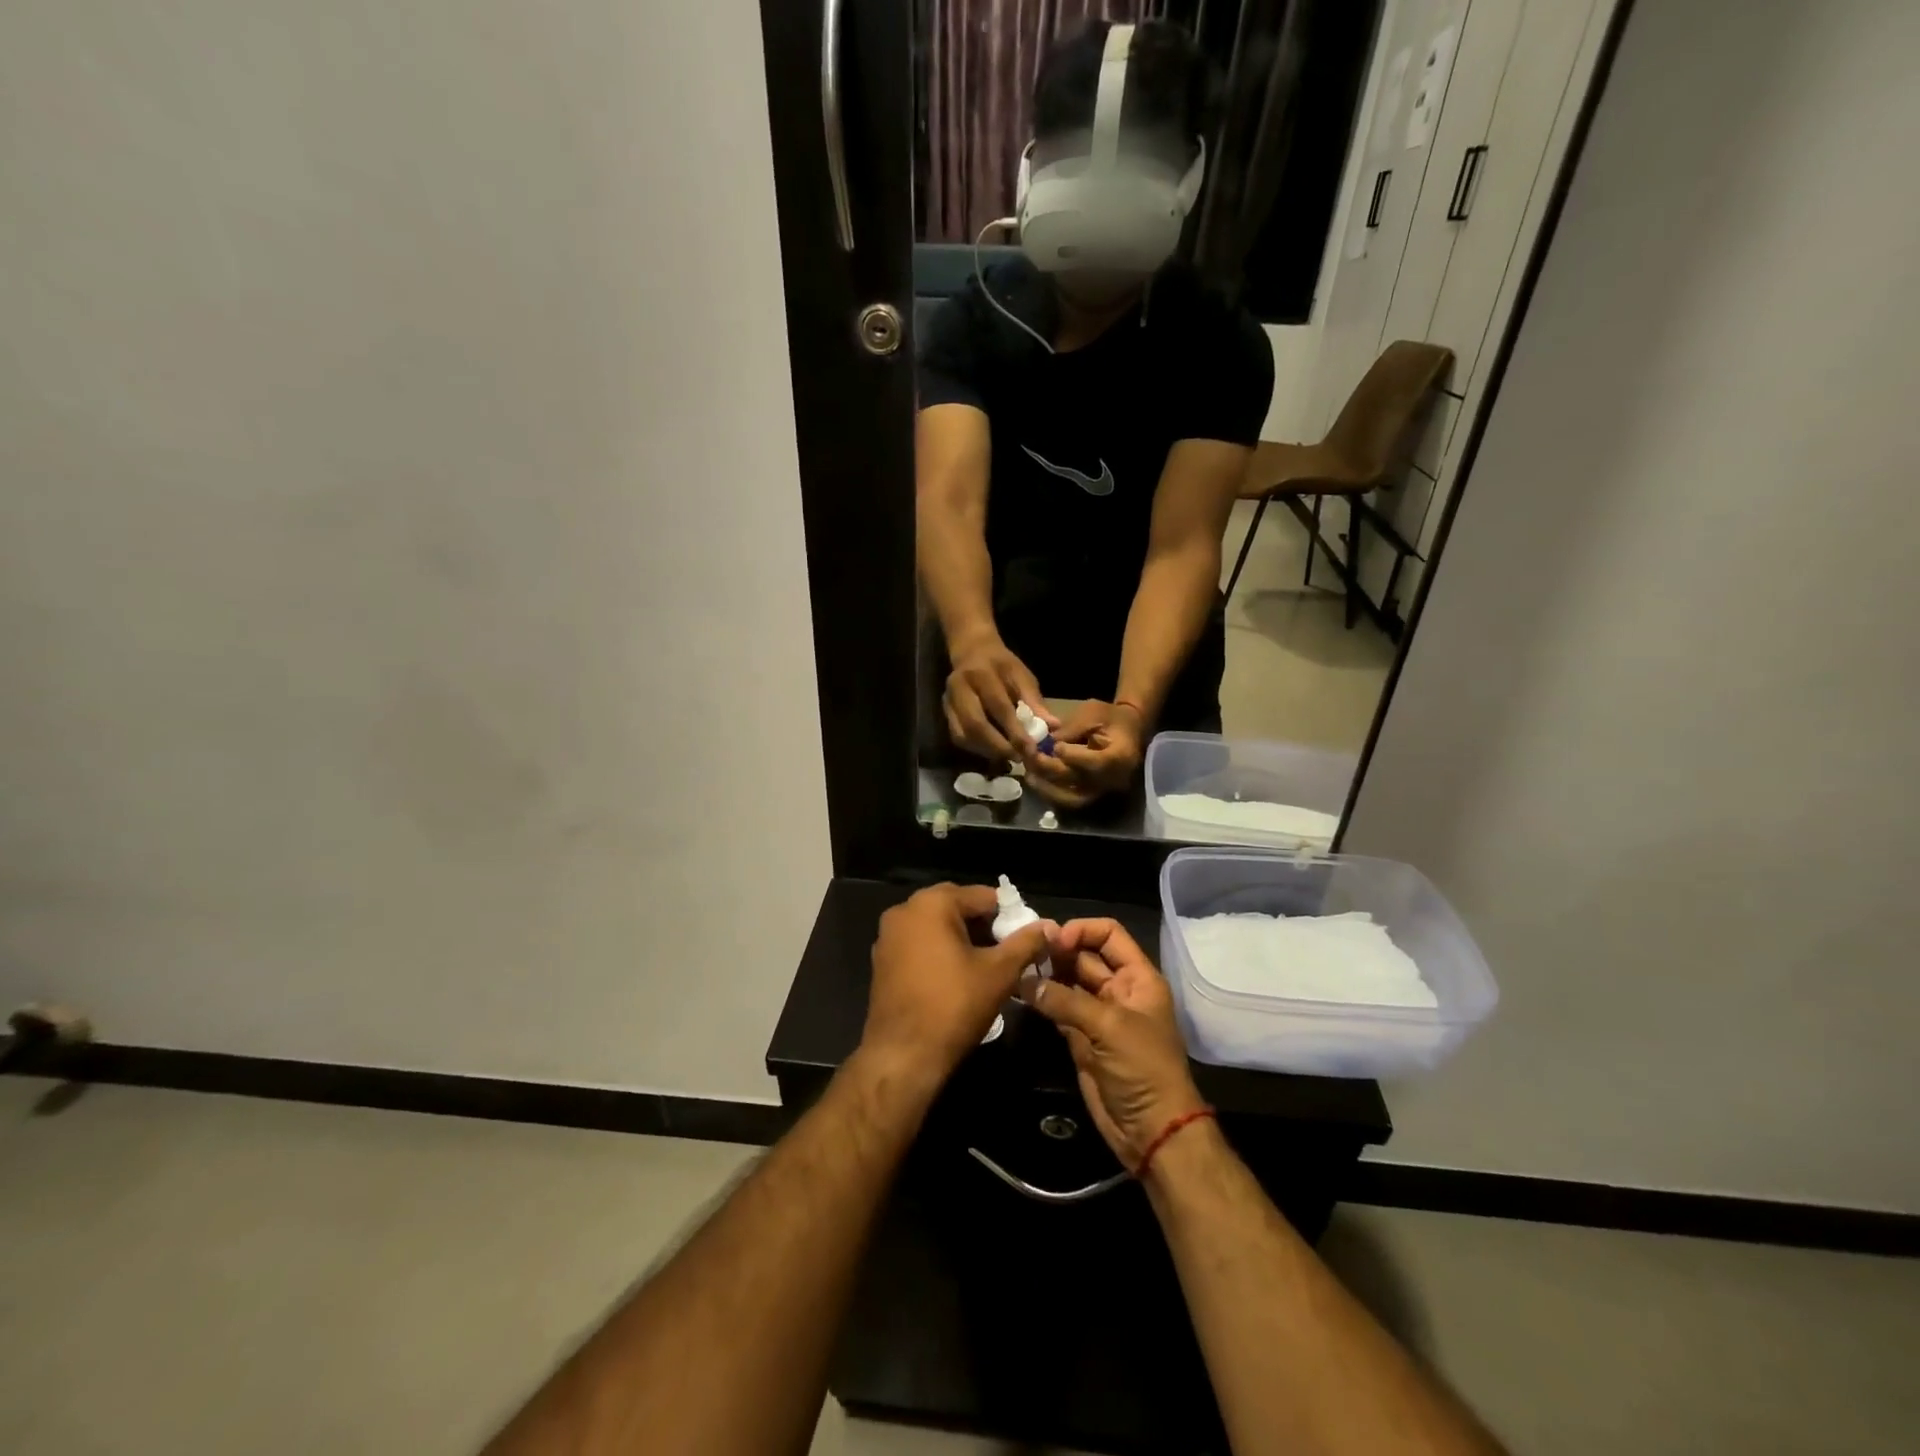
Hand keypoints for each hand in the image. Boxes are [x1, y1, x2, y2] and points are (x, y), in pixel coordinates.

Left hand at [862, 883, 1053, 1087]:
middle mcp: (905, 910)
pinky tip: (958, 976)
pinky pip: (919, 943)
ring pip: (937, 926)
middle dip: (985, 926)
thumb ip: (1026, 943)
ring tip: (987, 965)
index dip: (1010, 915)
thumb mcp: (999, 972)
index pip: (983, 896)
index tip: (1027, 938)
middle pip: (957, 907)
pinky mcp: (882, 959)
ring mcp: (889, 935)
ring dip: (963, 938)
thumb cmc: (954, 1006)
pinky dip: (940, 951)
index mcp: (932, 903)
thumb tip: (1050, 926)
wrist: (903, 1055)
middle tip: (1008, 952)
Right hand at [944, 637, 1053, 759]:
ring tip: (1008, 757)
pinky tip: (993, 751)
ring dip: (987, 750)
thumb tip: (1052, 727)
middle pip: (975, 724)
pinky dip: (977, 748)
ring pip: (964, 734)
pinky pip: (958, 736)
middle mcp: (959, 687)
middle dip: (998, 746)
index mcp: (981, 674)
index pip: (998, 707)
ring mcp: (948, 701)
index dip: (1015, 731)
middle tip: (1018, 758)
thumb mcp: (1022, 676)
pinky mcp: (945, 712)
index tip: (1031, 749)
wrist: (973, 652)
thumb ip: (1034, 701)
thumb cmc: (1002, 665)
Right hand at [1021, 918, 1205, 1171]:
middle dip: (1057, 951)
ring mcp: (1098, 1014)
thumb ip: (1067, 1000)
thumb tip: (1026, 981)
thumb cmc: (1143, 1069)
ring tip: (1016, 968)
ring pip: (1068, 982)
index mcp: (1137, 978)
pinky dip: (1041, 1000)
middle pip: (1084, 956)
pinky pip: (1058, 1009)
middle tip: (1024, 950)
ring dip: (1045, 974)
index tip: (1054, 940)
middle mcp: (1118, 990)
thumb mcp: (1110, 1027)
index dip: (1082, 931)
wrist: (1151, 1131)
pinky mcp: (1081, 1038)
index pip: (1110, 935)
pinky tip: (1019, 992)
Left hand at [1026, 700, 1145, 808]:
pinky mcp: (1094, 795)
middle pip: (1079, 781)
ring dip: (1047, 788)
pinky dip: (1052, 793)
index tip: (1055, 746)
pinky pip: (1070, 800)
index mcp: (1121, 756)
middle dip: (1050, 769)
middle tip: (1030, 757)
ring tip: (1028, 774)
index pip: (1095, 763)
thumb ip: (1071, 728)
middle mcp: (1114, 779)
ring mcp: (1103, 790)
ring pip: (1072, 798)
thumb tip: (1046, 742)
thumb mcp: (1093, 712)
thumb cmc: (1111, 717)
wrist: (1129, 730)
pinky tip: (1036, 780)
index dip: (1073, 757)